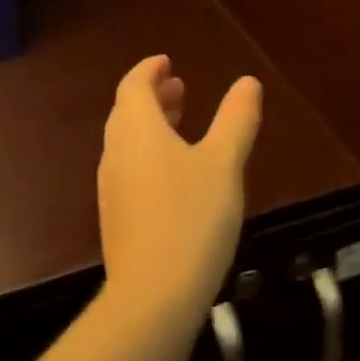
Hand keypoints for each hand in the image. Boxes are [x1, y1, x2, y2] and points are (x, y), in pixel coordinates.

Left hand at [98, 55, 261, 329]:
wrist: (152, 298)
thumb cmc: (191, 217)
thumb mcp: (224, 163)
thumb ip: (236, 119)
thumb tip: (248, 82)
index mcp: (137, 130)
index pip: (133, 85)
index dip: (149, 70)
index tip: (167, 62)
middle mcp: (116, 153)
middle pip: (127, 112)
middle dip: (152, 96)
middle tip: (180, 88)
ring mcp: (112, 188)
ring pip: (127, 142)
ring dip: (151, 125)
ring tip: (181, 125)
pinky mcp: (116, 219)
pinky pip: (129, 169)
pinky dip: (148, 154)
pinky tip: (175, 176)